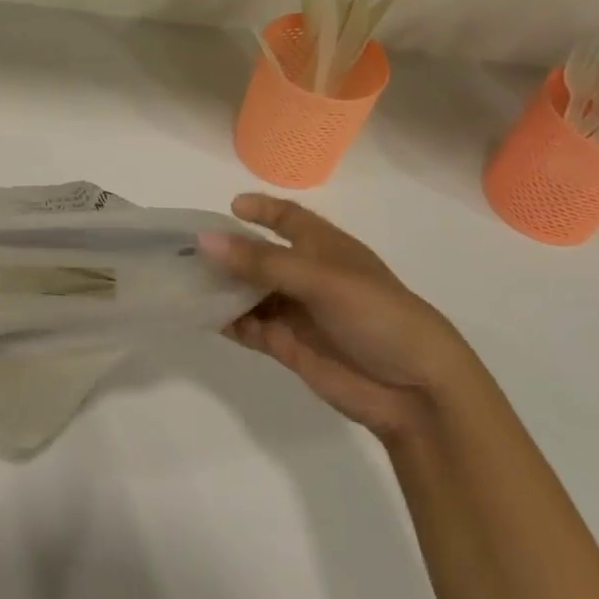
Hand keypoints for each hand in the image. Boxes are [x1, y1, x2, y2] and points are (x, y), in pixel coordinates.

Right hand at [204, 194, 469, 440]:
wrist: (416, 391)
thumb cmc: (376, 315)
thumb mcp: (320, 279)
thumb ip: (261, 261)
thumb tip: (204, 240)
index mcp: (324, 247)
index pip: (288, 218)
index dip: (261, 209)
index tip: (229, 206)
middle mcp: (307, 275)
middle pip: (259, 255)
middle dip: (227, 251)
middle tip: (185, 248)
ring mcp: (297, 312)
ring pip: (249, 292)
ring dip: (221, 287)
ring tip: (183, 281)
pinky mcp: (288, 345)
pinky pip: (249, 327)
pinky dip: (227, 321)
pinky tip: (200, 315)